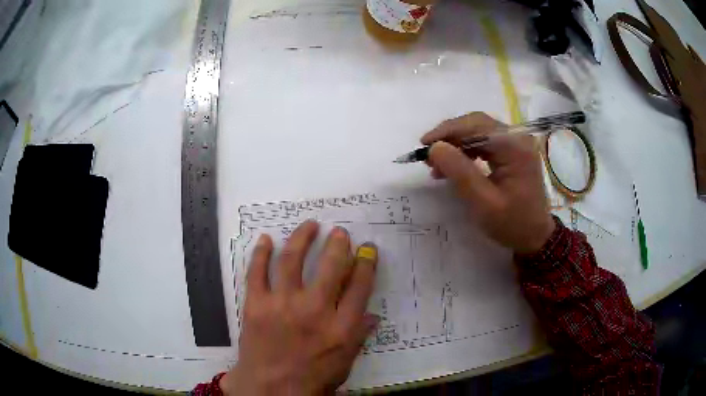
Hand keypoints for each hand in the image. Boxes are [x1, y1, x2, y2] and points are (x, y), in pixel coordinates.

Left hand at [221, 221, 378, 394]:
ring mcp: (281, 305)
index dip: (366, 262)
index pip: (360, 285)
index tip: (367, 249)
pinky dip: (261, 253)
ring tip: (310, 225)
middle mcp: (314, 310)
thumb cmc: (311, 380)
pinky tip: (267, 240)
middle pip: (330, 266)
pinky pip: (257, 272)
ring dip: (302, 238)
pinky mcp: (256, 304)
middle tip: (339, 233)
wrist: (270, 389)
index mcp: (341, 328)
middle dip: (338, 244)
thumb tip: (372, 315)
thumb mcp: (345, 363)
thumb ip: (359, 336)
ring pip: (292, 260)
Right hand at [422, 112, 554, 253]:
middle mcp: (517, 138)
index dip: (447, 131)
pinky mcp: (513, 151)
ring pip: (479, 131)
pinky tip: (455, 165)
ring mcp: (516, 143)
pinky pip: (485, 142)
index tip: (424, 145)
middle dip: (450, 136)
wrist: (536, 236)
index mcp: (515, 147)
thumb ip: (460, 172)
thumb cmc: (512, 223)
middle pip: (477, 124)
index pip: (476, 126)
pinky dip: (467, 150)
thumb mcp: (483, 203)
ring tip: (438, 164)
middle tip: (429, 154)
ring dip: (457, 144)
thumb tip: (435, 147)